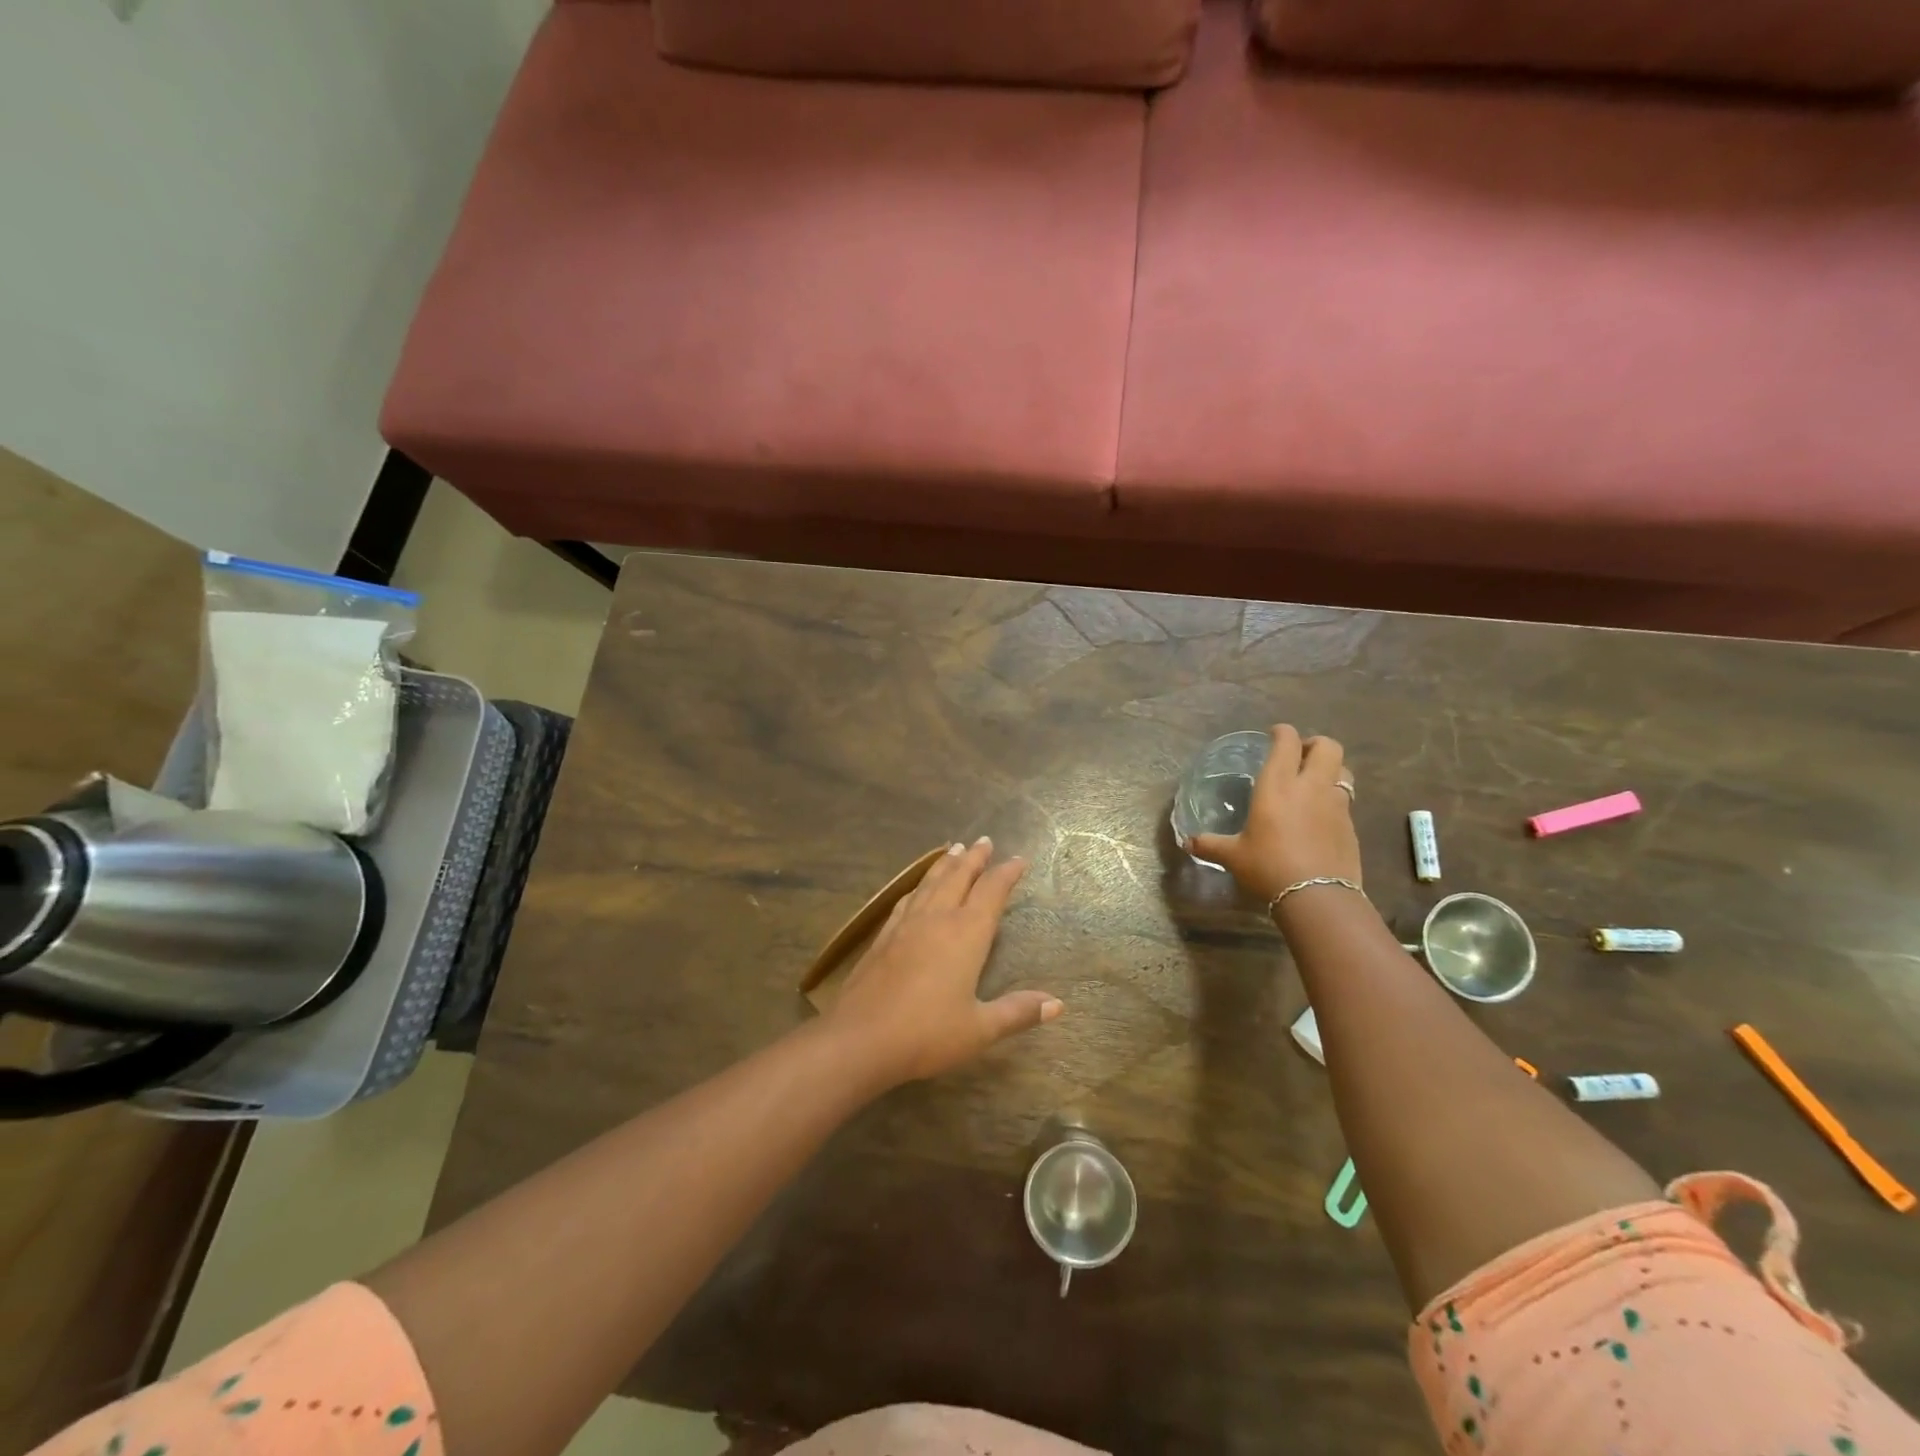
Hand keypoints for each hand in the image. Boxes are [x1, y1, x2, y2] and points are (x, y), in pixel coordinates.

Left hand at [826, 838, 1062, 1085]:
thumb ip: (1017, 1012)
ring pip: (930, 882)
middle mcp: (937, 918)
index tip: (1018, 859)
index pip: (991, 892)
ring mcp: (907, 924)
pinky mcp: (884, 935)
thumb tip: (1058, 1004)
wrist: (860, 1038)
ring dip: (945, 864)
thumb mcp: (980, 1029)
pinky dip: (919, 885)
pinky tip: (917, 888)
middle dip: (975, 858)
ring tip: (954, 849)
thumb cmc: (927, 1033)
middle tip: (985, 841)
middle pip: (959, 877)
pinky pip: (907, 898)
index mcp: (966, 933)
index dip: (1006, 873)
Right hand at [1191, 724, 1361, 902]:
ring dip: (1330, 770)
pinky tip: (1320, 818)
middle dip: (1314, 745)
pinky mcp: (1351, 826)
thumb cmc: (1268, 867)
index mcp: (1277, 785)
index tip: (1274, 734)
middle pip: (1328, 746)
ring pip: (1343, 771)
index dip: (1283, 732)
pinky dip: (1334, 800)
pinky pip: (1345, 801)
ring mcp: (1336, 805)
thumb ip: (1211, 845)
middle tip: (1299, 757)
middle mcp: (1310, 787)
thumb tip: (1188, 843)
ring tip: (1314, 784)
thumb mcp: (1233, 856)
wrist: (1317, 896)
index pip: (1287, 742)